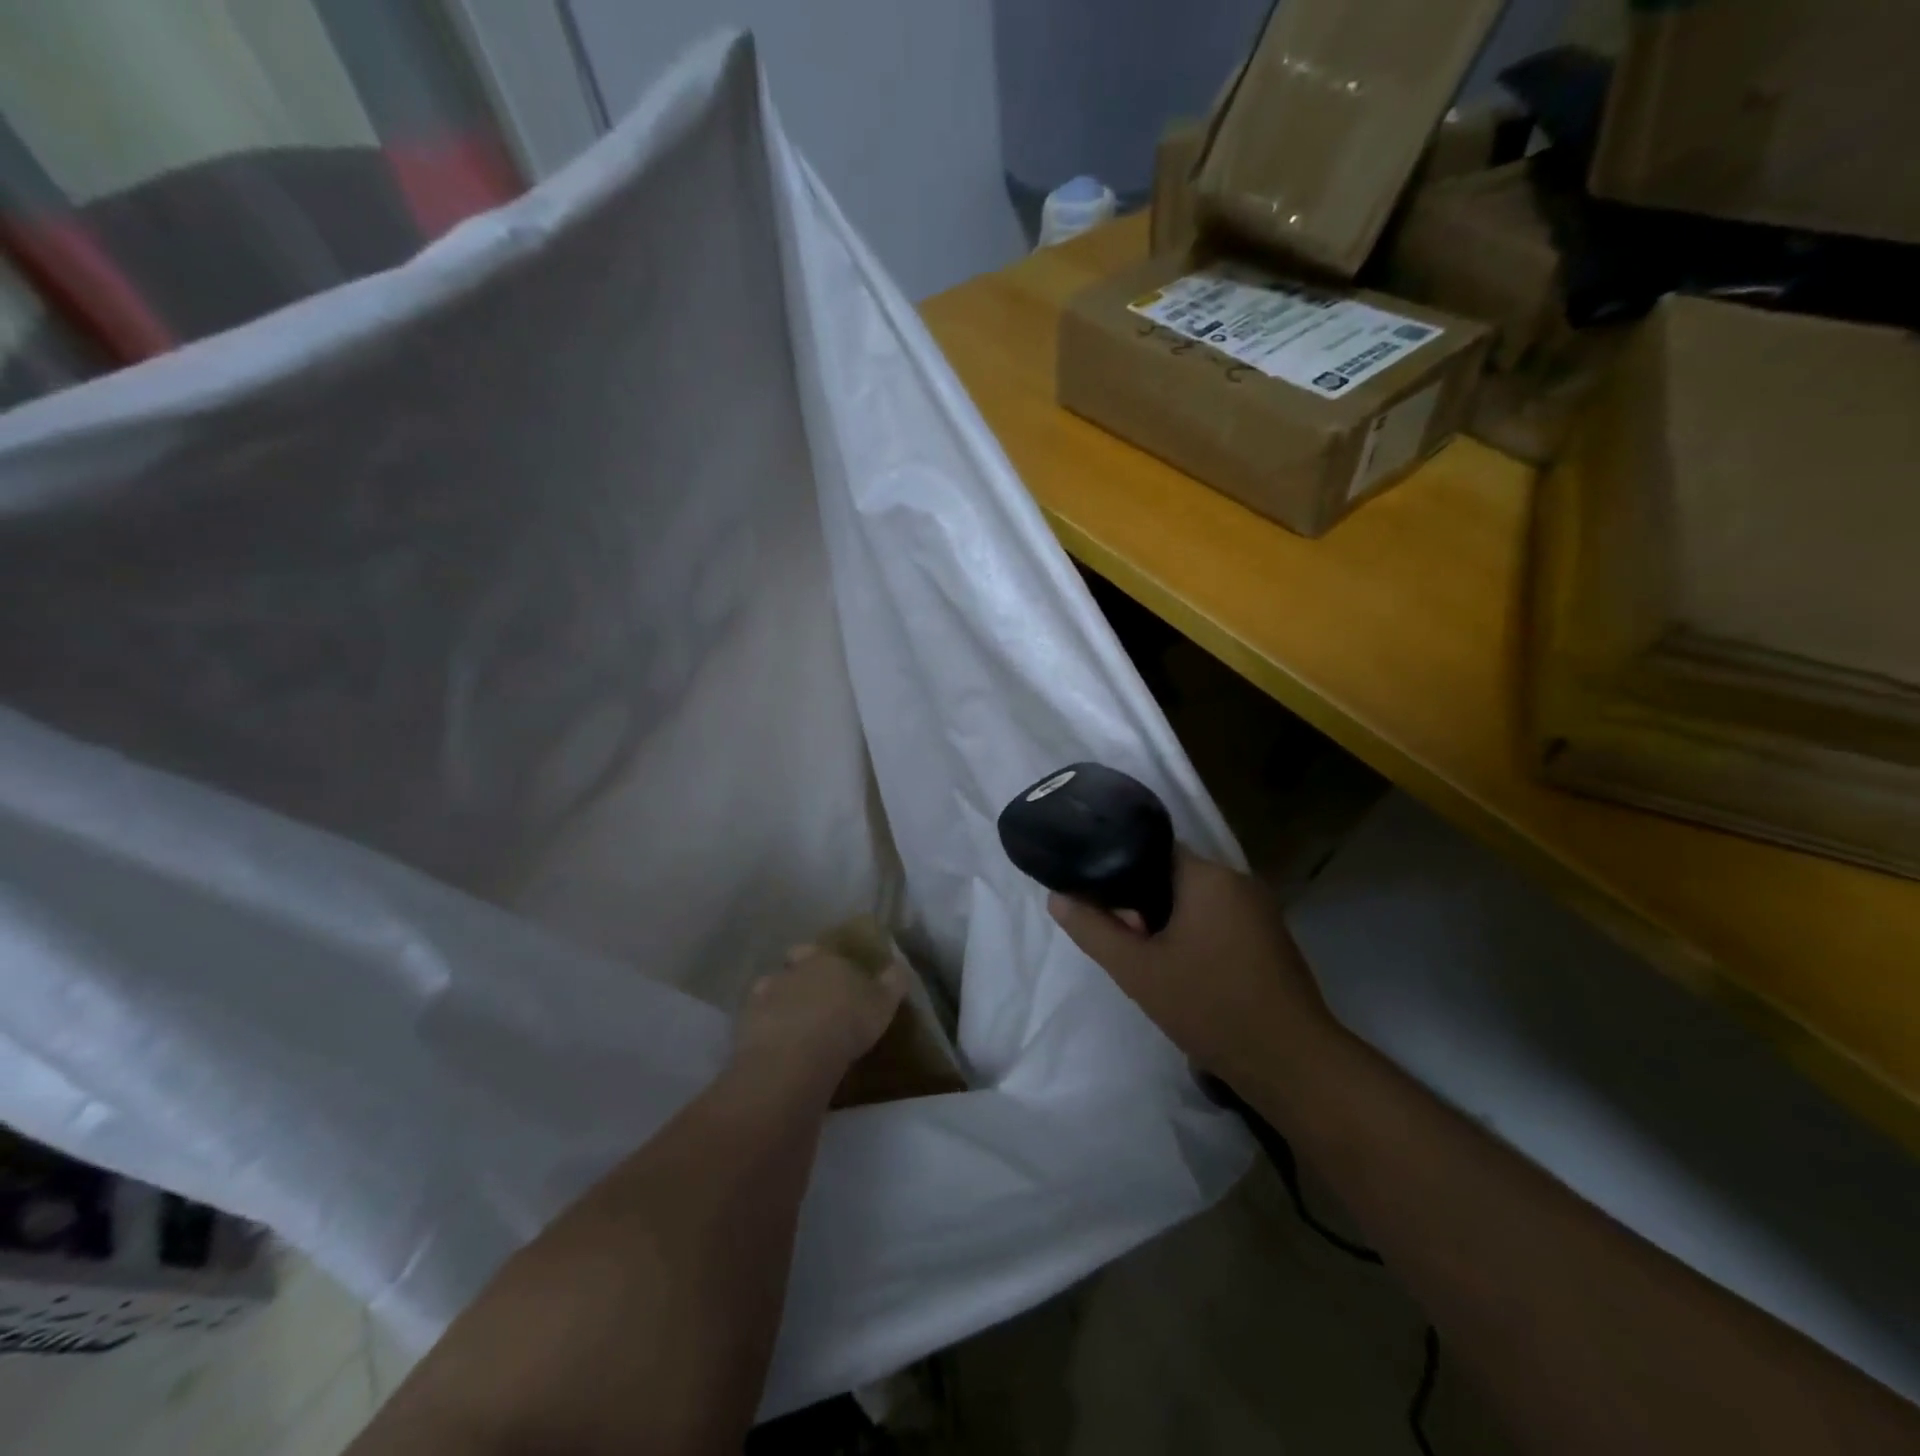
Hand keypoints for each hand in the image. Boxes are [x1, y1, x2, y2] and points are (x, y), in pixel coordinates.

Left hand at [732, 946, 904, 1095]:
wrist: (796, 1055)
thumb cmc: (847, 1023)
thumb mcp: (883, 1004)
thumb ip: (892, 982)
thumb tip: (898, 966)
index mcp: (824, 960)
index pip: (817, 950)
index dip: (820, 958)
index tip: (828, 971)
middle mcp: (791, 971)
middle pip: (790, 967)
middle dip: (797, 978)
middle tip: (810, 1000)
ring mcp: (764, 996)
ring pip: (768, 991)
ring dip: (777, 1002)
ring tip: (790, 1026)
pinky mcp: (745, 1025)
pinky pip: (754, 1022)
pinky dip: (763, 1029)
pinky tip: (773, 1046)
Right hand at [1047, 846, 1335, 1078]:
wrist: (1291, 1064)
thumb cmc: (1209, 1007)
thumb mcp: (1137, 970)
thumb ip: (1093, 929)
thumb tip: (1057, 897)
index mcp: (1209, 876)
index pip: (1151, 851)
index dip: (1120, 874)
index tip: (1104, 908)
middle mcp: (1240, 881)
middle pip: (1173, 877)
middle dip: (1143, 904)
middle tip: (1125, 943)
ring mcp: (1261, 911)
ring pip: (1196, 902)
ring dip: (1169, 924)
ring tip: (1149, 961)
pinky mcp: (1271, 939)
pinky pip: (1220, 921)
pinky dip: (1196, 937)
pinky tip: (1184, 973)